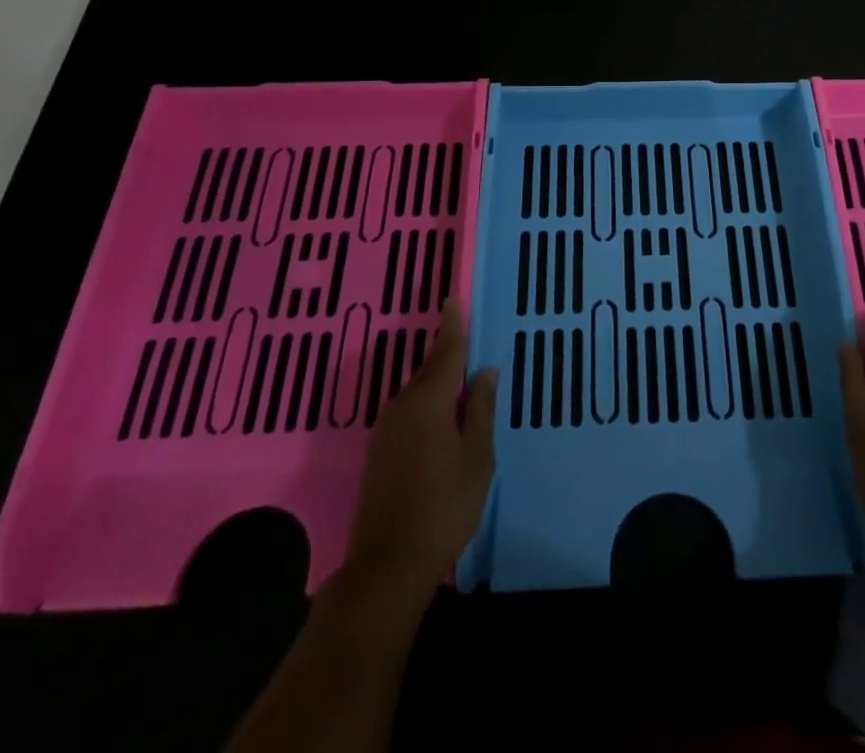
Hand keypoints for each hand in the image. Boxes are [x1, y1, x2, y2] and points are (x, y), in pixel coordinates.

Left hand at [344, 297, 497, 599]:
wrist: (387, 566)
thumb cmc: (444, 506)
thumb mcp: (477, 457)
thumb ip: (481, 409)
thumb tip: (485, 371)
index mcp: (428, 401)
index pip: (446, 352)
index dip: (453, 325)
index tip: (453, 298)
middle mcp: (402, 406)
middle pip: (430, 370)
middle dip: (448, 353)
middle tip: (467, 337)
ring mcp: (386, 431)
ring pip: (419, 393)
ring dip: (439, 382)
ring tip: (463, 378)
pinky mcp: (379, 454)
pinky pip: (410, 413)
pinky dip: (429, 405)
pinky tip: (443, 416)